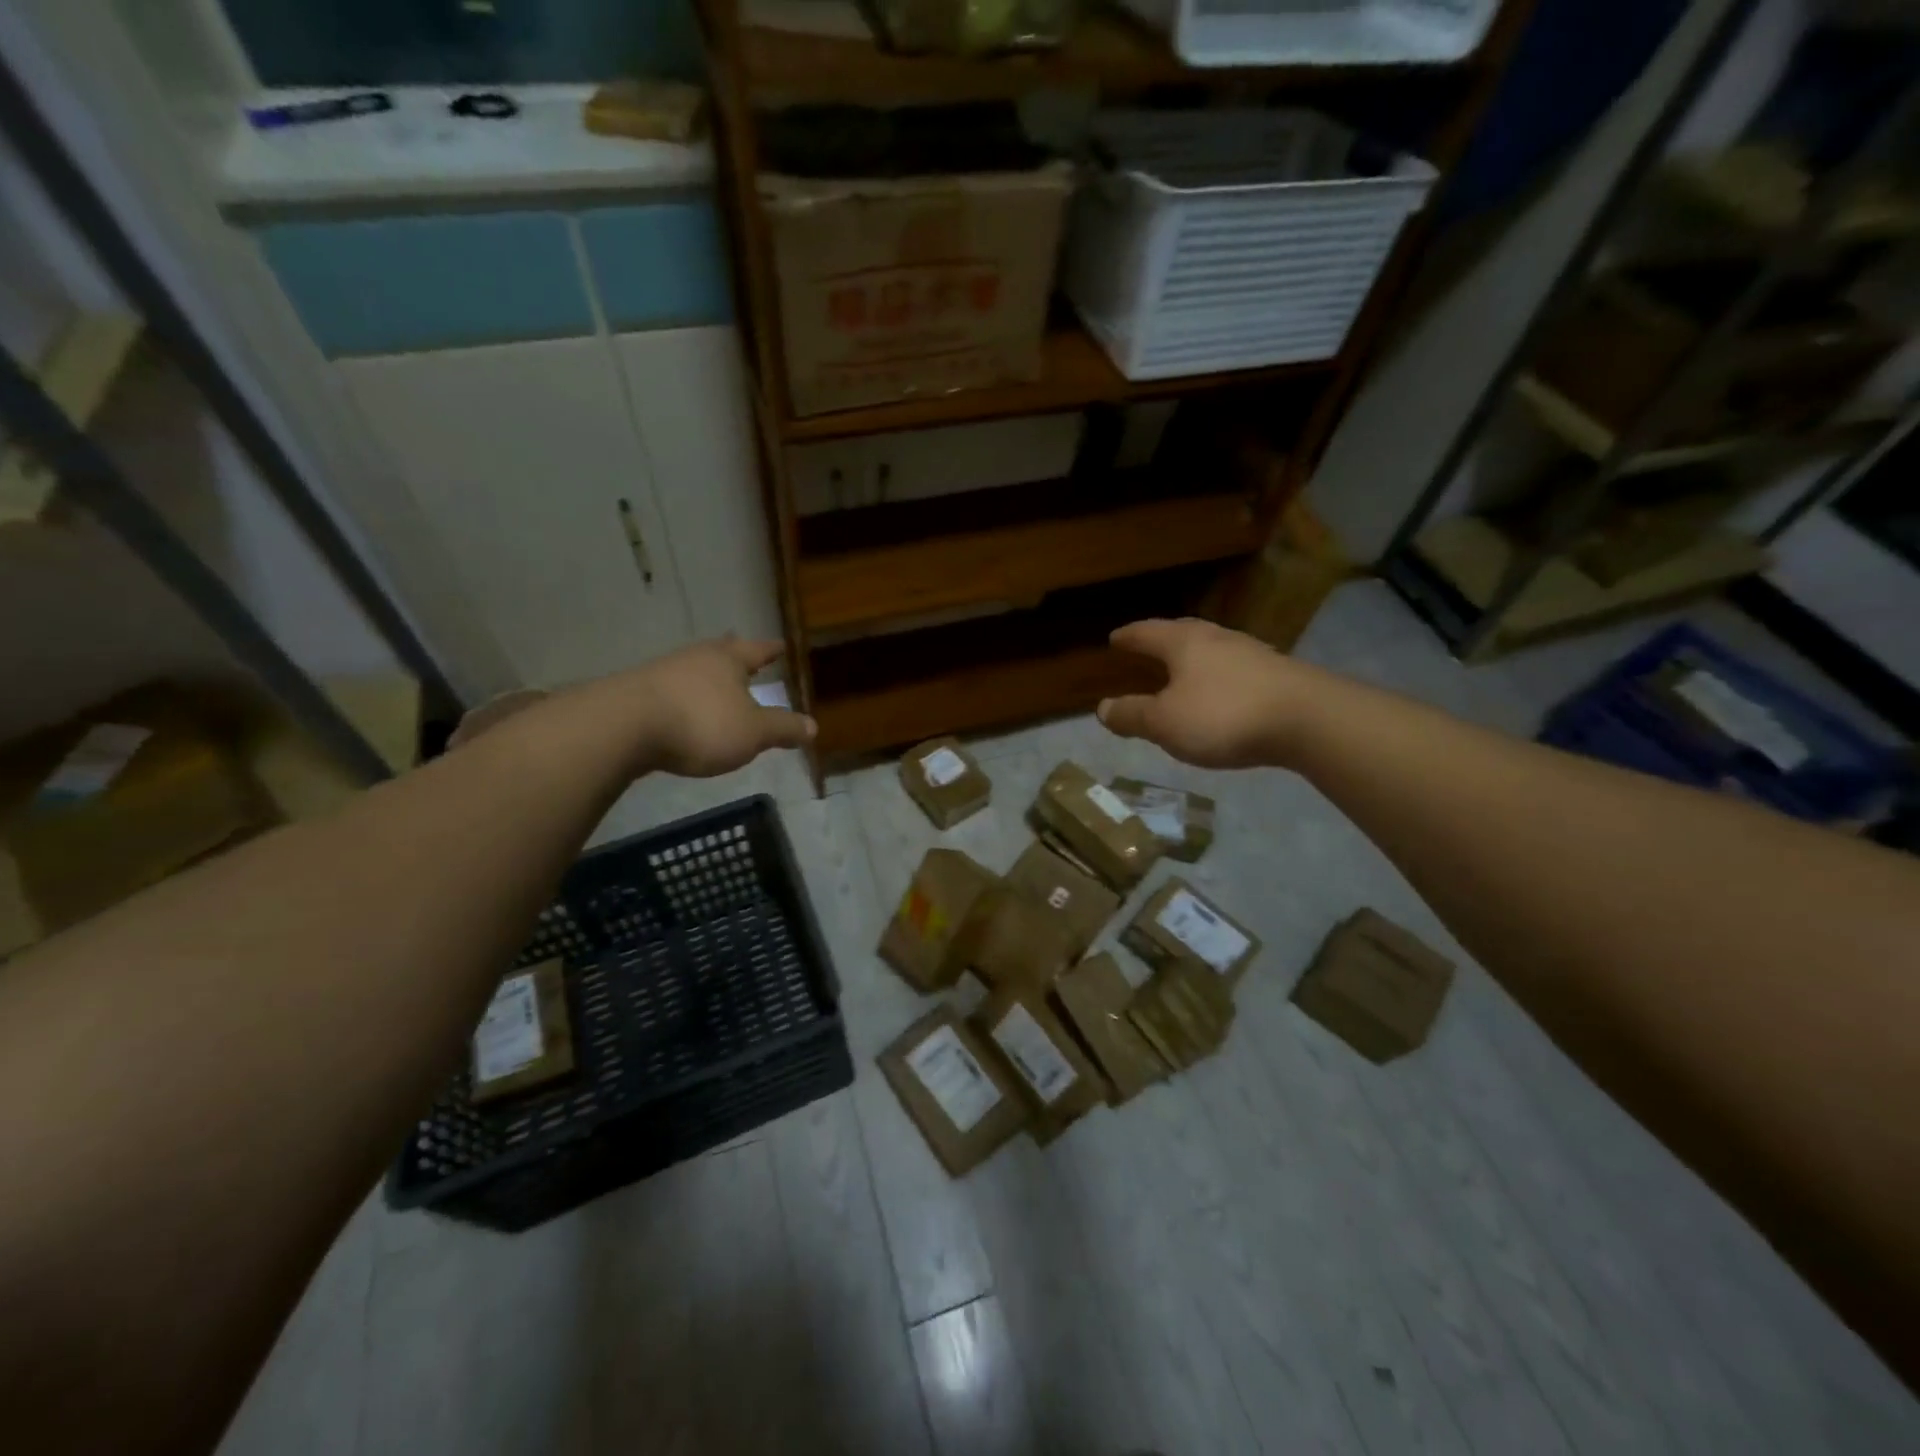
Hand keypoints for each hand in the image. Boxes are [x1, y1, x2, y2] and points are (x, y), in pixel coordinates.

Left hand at [601, 637, 815, 777]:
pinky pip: (671, 691)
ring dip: (707, 677)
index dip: (771, 650)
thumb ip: (783, 728)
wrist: (623, 728)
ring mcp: (662, 673)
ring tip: (716, 685)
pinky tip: (683, 709)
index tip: (781, 646)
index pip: (756, 650)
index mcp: (728, 660)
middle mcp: (696, 658)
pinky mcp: (637, 694)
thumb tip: (813, 726)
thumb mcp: (753, 732)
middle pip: (721, 652)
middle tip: (744, 653)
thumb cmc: (701, 724)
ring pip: (693, 670)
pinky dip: (684, 697)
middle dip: (734, 655)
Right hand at [1098, 618, 1313, 768]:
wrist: (1308, 720)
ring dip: (1193, 656)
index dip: (1128, 637)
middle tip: (1147, 645)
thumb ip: (1133, 715)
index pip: (1147, 633)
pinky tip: (1221, 689)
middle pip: (1182, 632)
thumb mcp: (1165, 723)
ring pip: (1212, 648)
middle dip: (1161, 639)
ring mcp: (1251, 653)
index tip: (1114, 638)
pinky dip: (1218, 674)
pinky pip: (1234, 667)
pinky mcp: (1277, 673)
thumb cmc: (1224, 716)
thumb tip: (1102, 708)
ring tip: (1182, 667)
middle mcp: (1217, 639)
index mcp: (1184, 644)